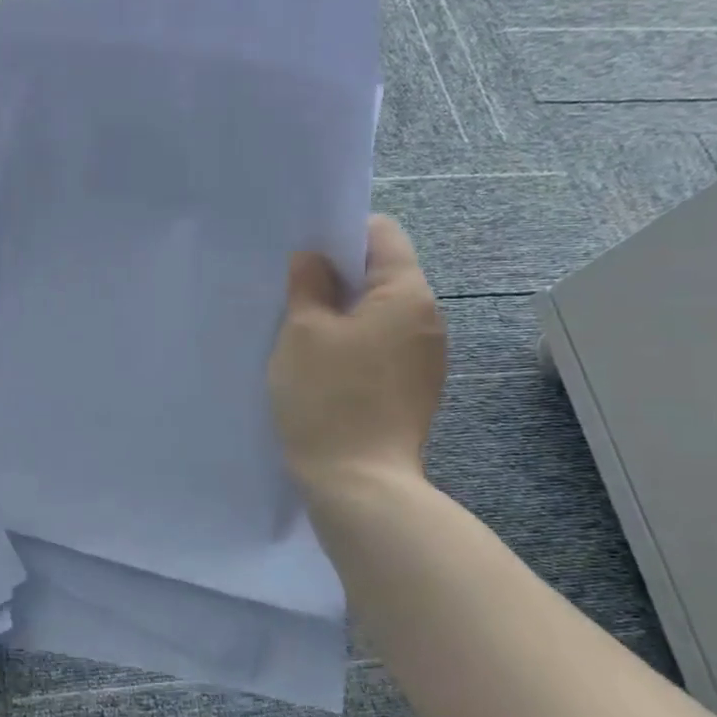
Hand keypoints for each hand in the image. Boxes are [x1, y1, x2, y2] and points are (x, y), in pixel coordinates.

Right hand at [269, 214, 447, 498]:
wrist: (359, 483)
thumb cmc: (328, 397)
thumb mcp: (303, 332)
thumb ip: (308, 284)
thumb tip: (312, 258)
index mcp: (406, 294)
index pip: (381, 234)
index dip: (339, 234)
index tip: (301, 254)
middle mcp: (427, 319)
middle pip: (382, 274)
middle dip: (336, 277)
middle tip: (289, 292)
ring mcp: (424, 357)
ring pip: (378, 313)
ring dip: (341, 314)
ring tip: (299, 333)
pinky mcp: (413, 389)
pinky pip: (380, 346)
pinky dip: (352, 344)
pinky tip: (321, 366)